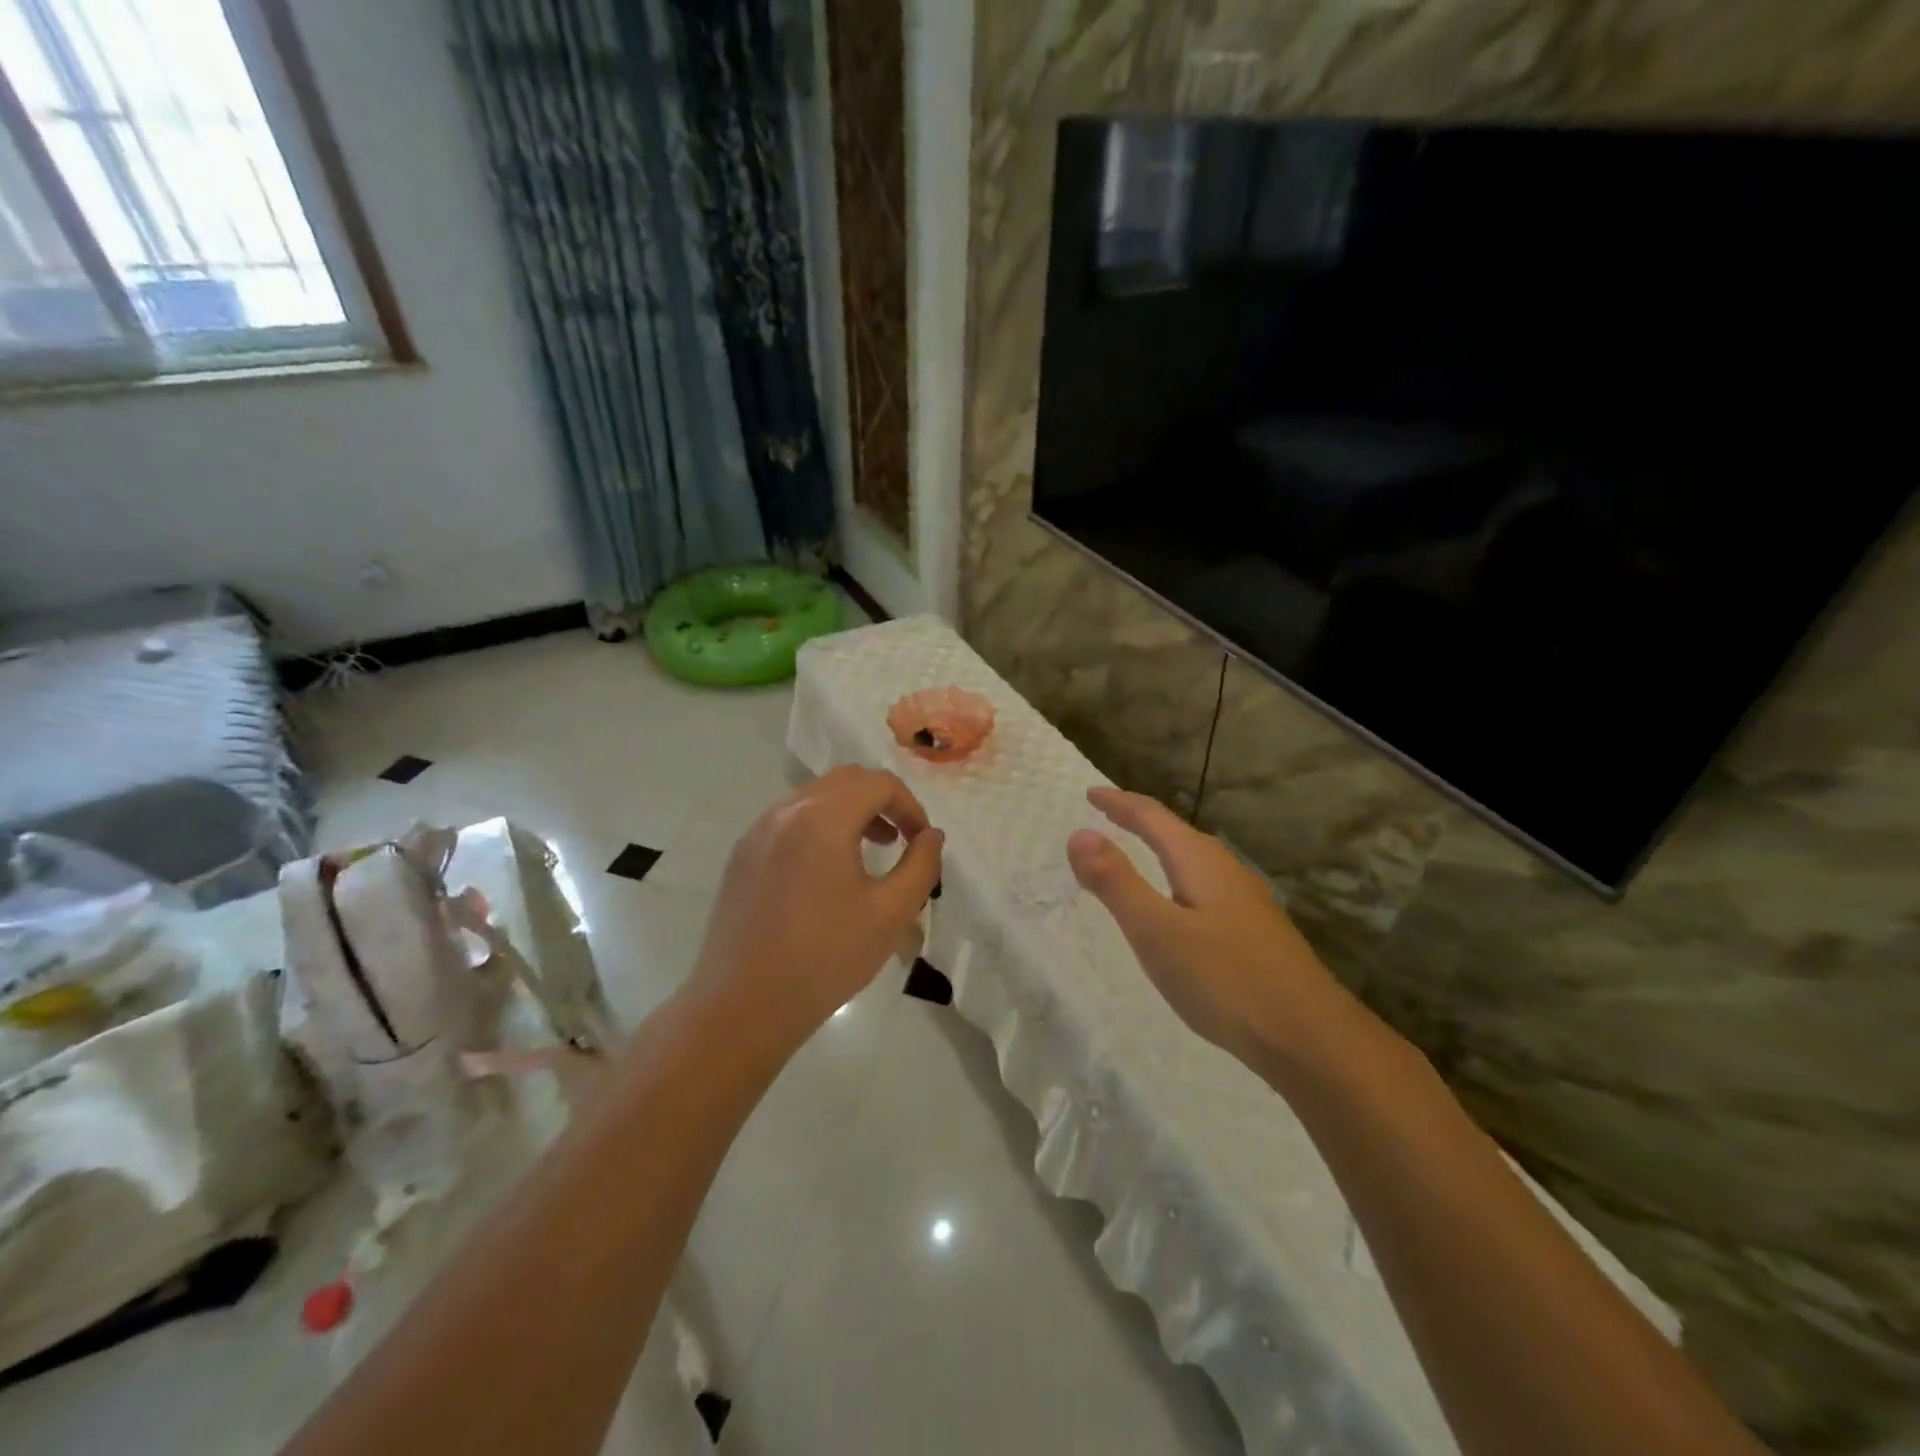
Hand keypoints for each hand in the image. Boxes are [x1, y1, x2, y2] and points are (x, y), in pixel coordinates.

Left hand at [688, 766, 943, 1054]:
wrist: (742, 1006)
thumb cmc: (825, 958)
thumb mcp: (890, 913)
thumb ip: (921, 866)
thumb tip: (930, 836)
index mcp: (822, 818)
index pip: (878, 784)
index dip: (910, 806)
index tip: (921, 842)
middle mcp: (786, 812)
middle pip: (844, 782)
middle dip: (880, 802)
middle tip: (899, 840)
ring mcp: (757, 832)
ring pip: (814, 799)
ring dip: (849, 814)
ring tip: (867, 854)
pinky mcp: (741, 857)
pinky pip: (789, 823)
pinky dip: (818, 830)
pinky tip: (825, 876)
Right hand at [1067, 786, 1345, 1069]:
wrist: (1310, 1036)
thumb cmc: (1225, 979)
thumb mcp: (1156, 930)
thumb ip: (1116, 882)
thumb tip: (1079, 834)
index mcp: (1200, 861)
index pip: (1152, 817)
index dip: (1119, 803)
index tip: (1091, 793)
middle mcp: (1226, 870)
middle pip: (1176, 832)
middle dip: (1140, 820)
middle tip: (1109, 815)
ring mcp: (1247, 901)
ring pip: (1195, 860)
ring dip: (1162, 848)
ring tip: (1140, 851)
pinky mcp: (1256, 931)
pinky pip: (1206, 885)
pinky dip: (1179, 878)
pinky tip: (1182, 905)